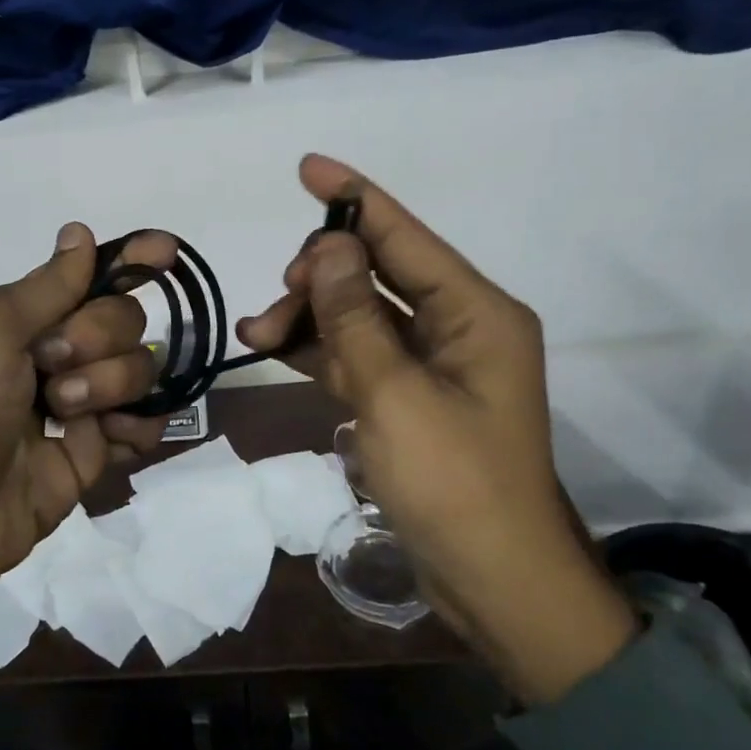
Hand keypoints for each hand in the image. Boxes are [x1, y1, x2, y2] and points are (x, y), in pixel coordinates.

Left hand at [0, 224, 173, 617]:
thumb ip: (46, 285)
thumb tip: (80, 232)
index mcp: (26, 318)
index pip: (92, 276)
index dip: (132, 260)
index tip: (167, 250)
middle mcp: (58, 354)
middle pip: (124, 320)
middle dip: (97, 337)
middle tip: (50, 367)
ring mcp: (81, 405)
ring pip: (140, 369)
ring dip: (108, 385)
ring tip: (64, 415)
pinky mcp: (96, 453)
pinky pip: (145, 424)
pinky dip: (136, 427)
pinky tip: (107, 437)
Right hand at [239, 155, 636, 703]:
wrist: (494, 582)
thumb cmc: (454, 484)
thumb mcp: (394, 394)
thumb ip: (354, 317)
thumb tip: (323, 247)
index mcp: (475, 312)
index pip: (405, 235)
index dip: (354, 198)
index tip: (307, 167)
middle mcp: (458, 326)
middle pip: (376, 274)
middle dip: (319, 278)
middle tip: (276, 301)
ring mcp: (433, 364)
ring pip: (359, 315)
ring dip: (309, 317)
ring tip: (256, 333)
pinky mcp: (411, 397)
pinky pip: (358, 354)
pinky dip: (319, 350)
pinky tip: (275, 349)